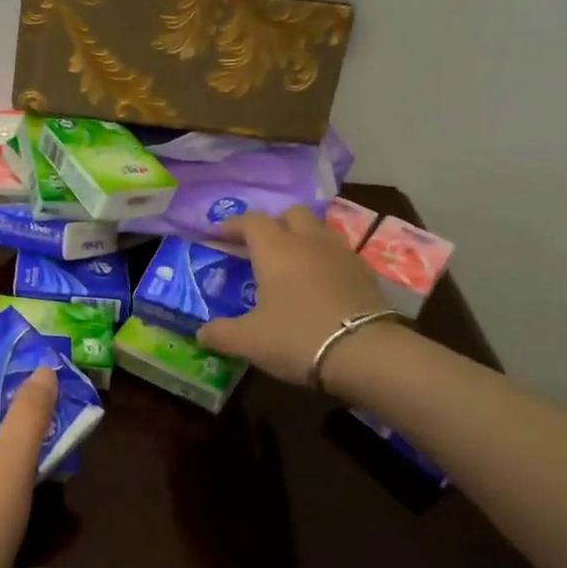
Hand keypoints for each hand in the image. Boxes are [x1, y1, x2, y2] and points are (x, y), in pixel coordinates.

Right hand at [198, 206, 392, 385]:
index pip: (250, 221)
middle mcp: (309, 241)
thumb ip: (221, 333)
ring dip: (301, 238)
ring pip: (318, 230)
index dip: (232, 225)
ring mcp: (341, 254)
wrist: (364, 353)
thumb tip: (201, 333)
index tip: (218, 235)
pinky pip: (338, 253)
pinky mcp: (365, 272)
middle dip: (272, 224)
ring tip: (291, 263)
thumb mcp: (248, 341)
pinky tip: (319, 283)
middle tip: (259, 247)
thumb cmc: (296, 338)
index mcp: (275, 250)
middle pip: (290, 214)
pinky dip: (324, 260)